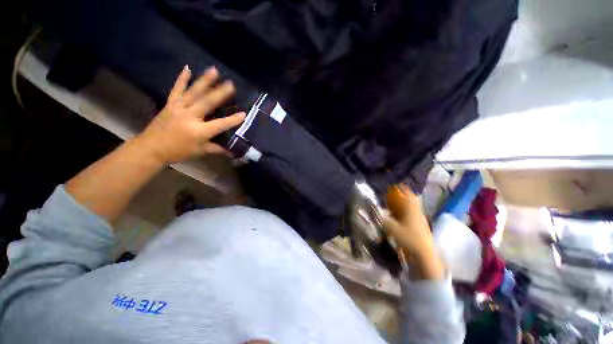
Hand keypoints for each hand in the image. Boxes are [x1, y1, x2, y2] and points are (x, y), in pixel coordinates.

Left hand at [136, 66, 245, 163]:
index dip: (232, 120)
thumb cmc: (179, 151)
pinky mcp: (170, 104)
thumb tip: (233, 150)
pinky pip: (176, 89)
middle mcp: (190, 117)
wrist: (152, 148)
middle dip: (220, 93)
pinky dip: (182, 79)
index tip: (244, 113)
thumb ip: (217, 148)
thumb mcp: (201, 151)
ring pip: (193, 92)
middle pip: (207, 102)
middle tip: (231, 84)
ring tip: (214, 70)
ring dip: (205, 81)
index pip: (220, 124)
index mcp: (199, 131)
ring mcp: (178, 108)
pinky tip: (187, 68)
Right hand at [384, 184, 444, 279]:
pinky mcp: (421, 227)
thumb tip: (379, 214)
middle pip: (412, 200)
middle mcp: (417, 212)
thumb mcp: (393, 229)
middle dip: (404, 196)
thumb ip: (385, 220)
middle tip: (395, 195)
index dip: (403, 189)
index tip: (396, 185)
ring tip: (394, 205)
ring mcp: (420, 220)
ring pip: (412, 208)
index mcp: (411, 210)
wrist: (424, 254)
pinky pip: (412, 215)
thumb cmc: (409, 239)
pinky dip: (406, 213)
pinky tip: (399, 217)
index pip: (408, 195)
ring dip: (404, 204)